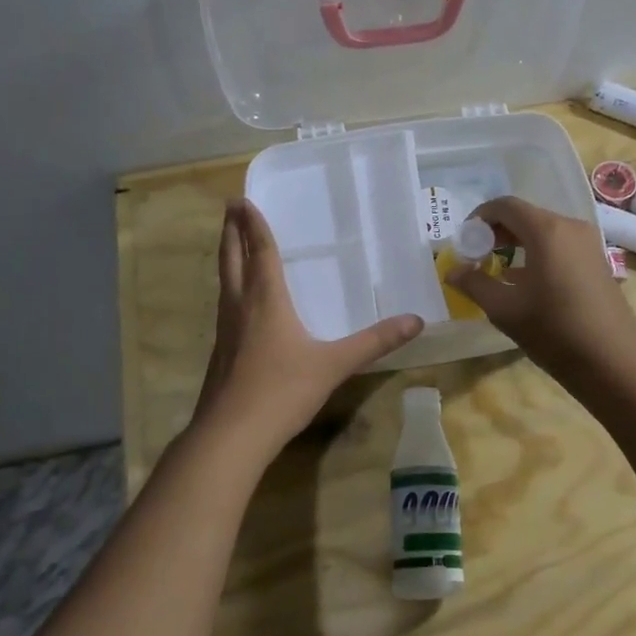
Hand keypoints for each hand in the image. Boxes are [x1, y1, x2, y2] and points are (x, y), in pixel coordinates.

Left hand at [190, 200, 423, 455]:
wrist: (231, 435)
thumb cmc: (282, 391)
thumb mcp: (334, 364)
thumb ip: (374, 342)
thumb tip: (416, 321)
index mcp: (266, 301)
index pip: (260, 252)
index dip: (254, 225)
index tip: (243, 199)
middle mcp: (240, 307)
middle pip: (232, 259)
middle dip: (231, 232)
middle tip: (229, 208)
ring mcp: (225, 330)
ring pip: (224, 281)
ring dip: (227, 256)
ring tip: (230, 243)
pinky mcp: (220, 352)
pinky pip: (225, 305)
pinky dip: (229, 287)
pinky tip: (238, 301)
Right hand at [446, 196, 635, 383]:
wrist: (612, 362)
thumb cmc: (554, 331)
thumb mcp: (505, 309)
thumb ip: (475, 284)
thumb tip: (453, 271)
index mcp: (547, 231)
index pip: (505, 206)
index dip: (480, 218)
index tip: (465, 241)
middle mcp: (570, 227)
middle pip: (526, 215)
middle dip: (497, 231)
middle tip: (477, 256)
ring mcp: (589, 243)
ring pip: (544, 230)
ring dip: (517, 243)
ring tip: (498, 270)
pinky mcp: (598, 261)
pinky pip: (561, 245)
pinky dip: (538, 252)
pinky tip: (527, 281)